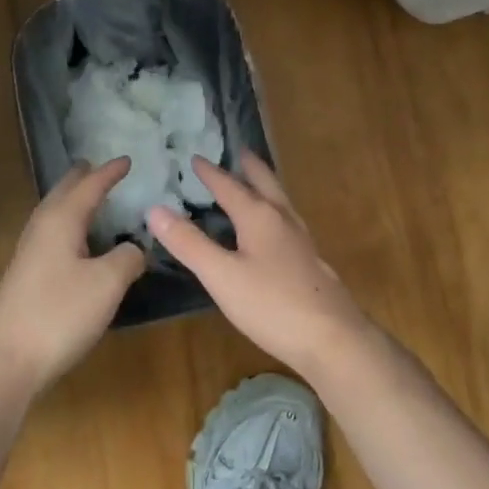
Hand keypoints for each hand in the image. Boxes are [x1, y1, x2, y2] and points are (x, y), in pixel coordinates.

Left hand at [0, 158, 146, 398]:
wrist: (5, 362)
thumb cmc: (60, 314)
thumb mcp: (108, 284)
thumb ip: (128, 258)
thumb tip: (136, 246)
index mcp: (62, 220)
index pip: (90, 186)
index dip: (110, 172)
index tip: (127, 159)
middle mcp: (41, 228)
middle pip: (63, 193)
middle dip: (82, 178)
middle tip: (96, 166)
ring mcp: (28, 254)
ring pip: (52, 213)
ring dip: (71, 200)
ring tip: (85, 196)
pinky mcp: (24, 278)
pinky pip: (49, 234)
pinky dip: (65, 224)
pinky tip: (72, 243)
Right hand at [147, 153, 371, 378]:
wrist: (333, 338)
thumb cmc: (272, 304)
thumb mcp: (221, 276)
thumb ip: (189, 243)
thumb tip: (155, 209)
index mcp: (259, 216)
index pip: (229, 186)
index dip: (210, 173)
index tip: (195, 157)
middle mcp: (282, 219)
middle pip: (265, 183)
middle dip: (250, 167)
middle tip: (240, 151)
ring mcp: (301, 240)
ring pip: (280, 201)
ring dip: (265, 185)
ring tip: (256, 182)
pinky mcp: (311, 261)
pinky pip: (288, 221)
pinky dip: (274, 211)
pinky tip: (274, 231)